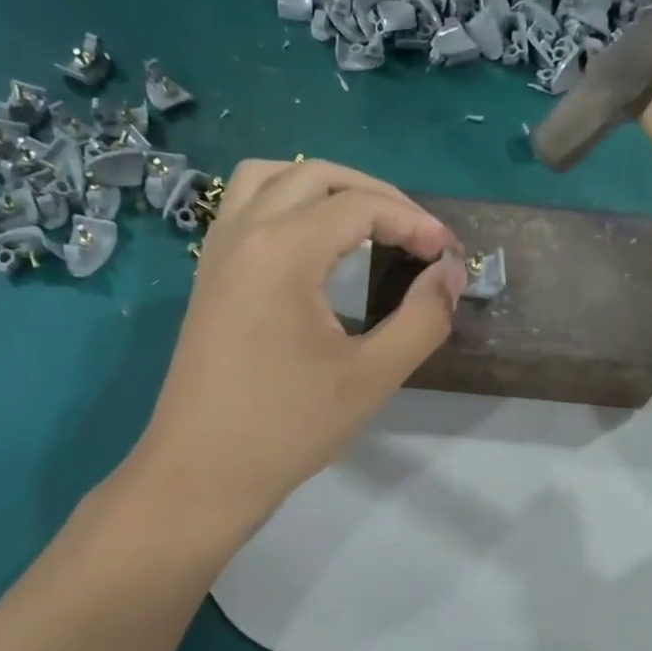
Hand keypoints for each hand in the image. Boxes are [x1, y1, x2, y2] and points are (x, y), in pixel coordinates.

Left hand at [129, 159, 467, 539]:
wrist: (201, 474)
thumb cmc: (287, 429)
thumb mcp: (371, 378)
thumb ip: (422, 319)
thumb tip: (450, 274)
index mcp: (282, 251)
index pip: (361, 206)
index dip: (416, 223)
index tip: (450, 257)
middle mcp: (243, 232)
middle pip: (317, 176)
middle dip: (377, 195)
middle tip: (418, 237)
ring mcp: (217, 250)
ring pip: (272, 177)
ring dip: (325, 188)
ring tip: (366, 223)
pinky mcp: (207, 274)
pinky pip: (245, 206)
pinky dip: (286, 202)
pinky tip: (313, 244)